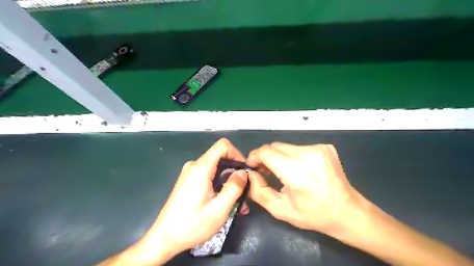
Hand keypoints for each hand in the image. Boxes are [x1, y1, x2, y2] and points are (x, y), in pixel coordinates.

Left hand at [97, 139, 249, 265]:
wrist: (164, 238)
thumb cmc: (192, 225)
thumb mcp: (219, 209)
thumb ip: (234, 187)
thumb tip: (243, 172)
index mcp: (201, 168)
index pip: (222, 146)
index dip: (236, 154)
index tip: (244, 170)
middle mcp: (194, 166)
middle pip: (220, 157)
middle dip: (234, 171)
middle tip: (244, 190)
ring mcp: (190, 173)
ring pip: (216, 168)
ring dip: (228, 181)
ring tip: (237, 201)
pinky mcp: (188, 181)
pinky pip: (208, 176)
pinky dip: (219, 184)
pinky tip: (224, 201)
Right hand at [246, 144, 367, 238]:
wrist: (348, 211)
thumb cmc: (314, 214)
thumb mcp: (281, 210)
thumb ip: (259, 191)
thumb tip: (251, 174)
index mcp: (296, 171)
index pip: (266, 152)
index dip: (254, 156)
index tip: (252, 166)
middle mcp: (307, 154)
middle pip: (275, 146)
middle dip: (265, 156)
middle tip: (264, 170)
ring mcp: (318, 148)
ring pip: (286, 146)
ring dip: (279, 156)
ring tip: (280, 171)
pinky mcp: (325, 147)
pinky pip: (299, 148)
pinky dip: (293, 156)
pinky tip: (298, 169)